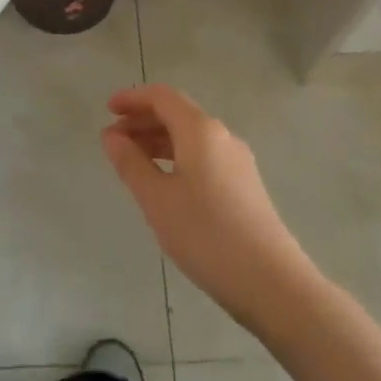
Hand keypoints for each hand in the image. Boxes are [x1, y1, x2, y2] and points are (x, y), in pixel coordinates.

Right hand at [102, 85, 315, 325]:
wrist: (272, 283)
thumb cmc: (207, 235)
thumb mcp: (157, 200)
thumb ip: (131, 163)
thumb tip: (111, 136)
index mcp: (200, 130)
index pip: (162, 97)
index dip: (133, 98)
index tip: (107, 110)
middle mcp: (222, 135)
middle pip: (177, 113)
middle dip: (142, 121)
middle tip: (113, 140)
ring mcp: (238, 160)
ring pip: (191, 136)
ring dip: (159, 141)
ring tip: (133, 162)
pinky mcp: (245, 184)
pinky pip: (204, 155)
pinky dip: (177, 157)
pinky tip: (165, 184)